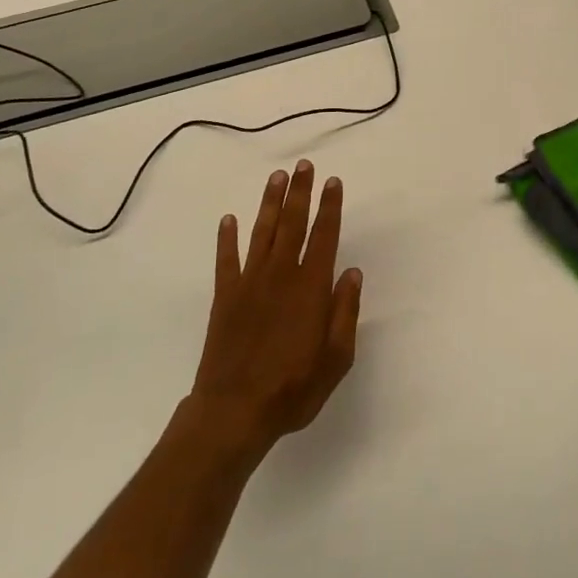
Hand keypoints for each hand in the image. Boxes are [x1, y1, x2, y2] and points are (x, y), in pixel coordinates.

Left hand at [188, 162, 361, 459]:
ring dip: (270, 203)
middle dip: (300, 192)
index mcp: (311, 288)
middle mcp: (281, 275)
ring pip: (262, 232)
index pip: (324, 236)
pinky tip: (229, 219)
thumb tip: (352, 272)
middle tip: (303, 166)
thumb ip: (345, 312)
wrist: (234, 411)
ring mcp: (250, 283)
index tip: (333, 182)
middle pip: (292, 224)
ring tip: (276, 177)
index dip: (330, 207)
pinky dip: (227, 238)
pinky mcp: (225, 296)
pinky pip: (226, 259)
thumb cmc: (293, 389)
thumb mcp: (336, 359)